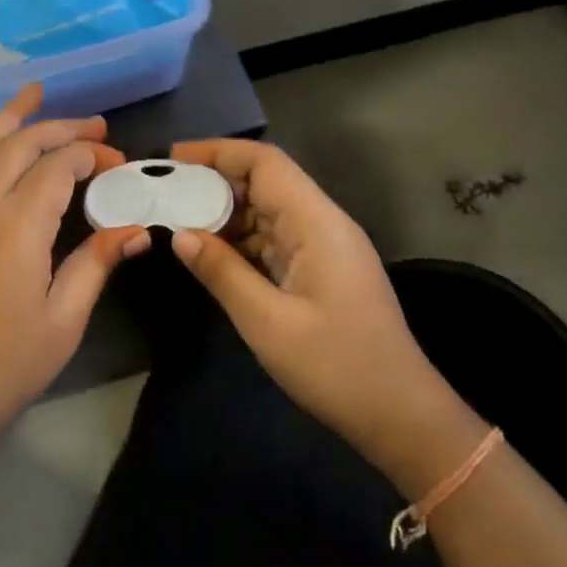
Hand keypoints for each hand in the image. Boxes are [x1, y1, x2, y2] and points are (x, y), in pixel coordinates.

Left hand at [0, 85, 148, 450]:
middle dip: (59, 125)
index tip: (118, 164)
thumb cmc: (0, 370)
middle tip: (94, 124)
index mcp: (17, 225)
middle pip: (19, 141)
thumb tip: (134, 230)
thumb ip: (95, 265)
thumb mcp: (62, 322)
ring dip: (11, 117)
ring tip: (34, 94)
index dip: (91, 154)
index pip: (58, 164)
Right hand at [168, 140, 463, 488]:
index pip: (265, 163)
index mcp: (316, 222)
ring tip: (178, 222)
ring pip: (268, 212)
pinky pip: (276, 240)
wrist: (401, 415)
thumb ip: (222, 272)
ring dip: (226, 214)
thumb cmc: (336, 366)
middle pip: (266, 182)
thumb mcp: (267, 322)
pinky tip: (211, 254)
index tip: (174, 158)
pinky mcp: (322, 271)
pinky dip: (242, 241)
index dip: (218, 151)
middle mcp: (322, 223)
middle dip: (215, 183)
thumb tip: (180, 234)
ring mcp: (324, 248)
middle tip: (166, 194)